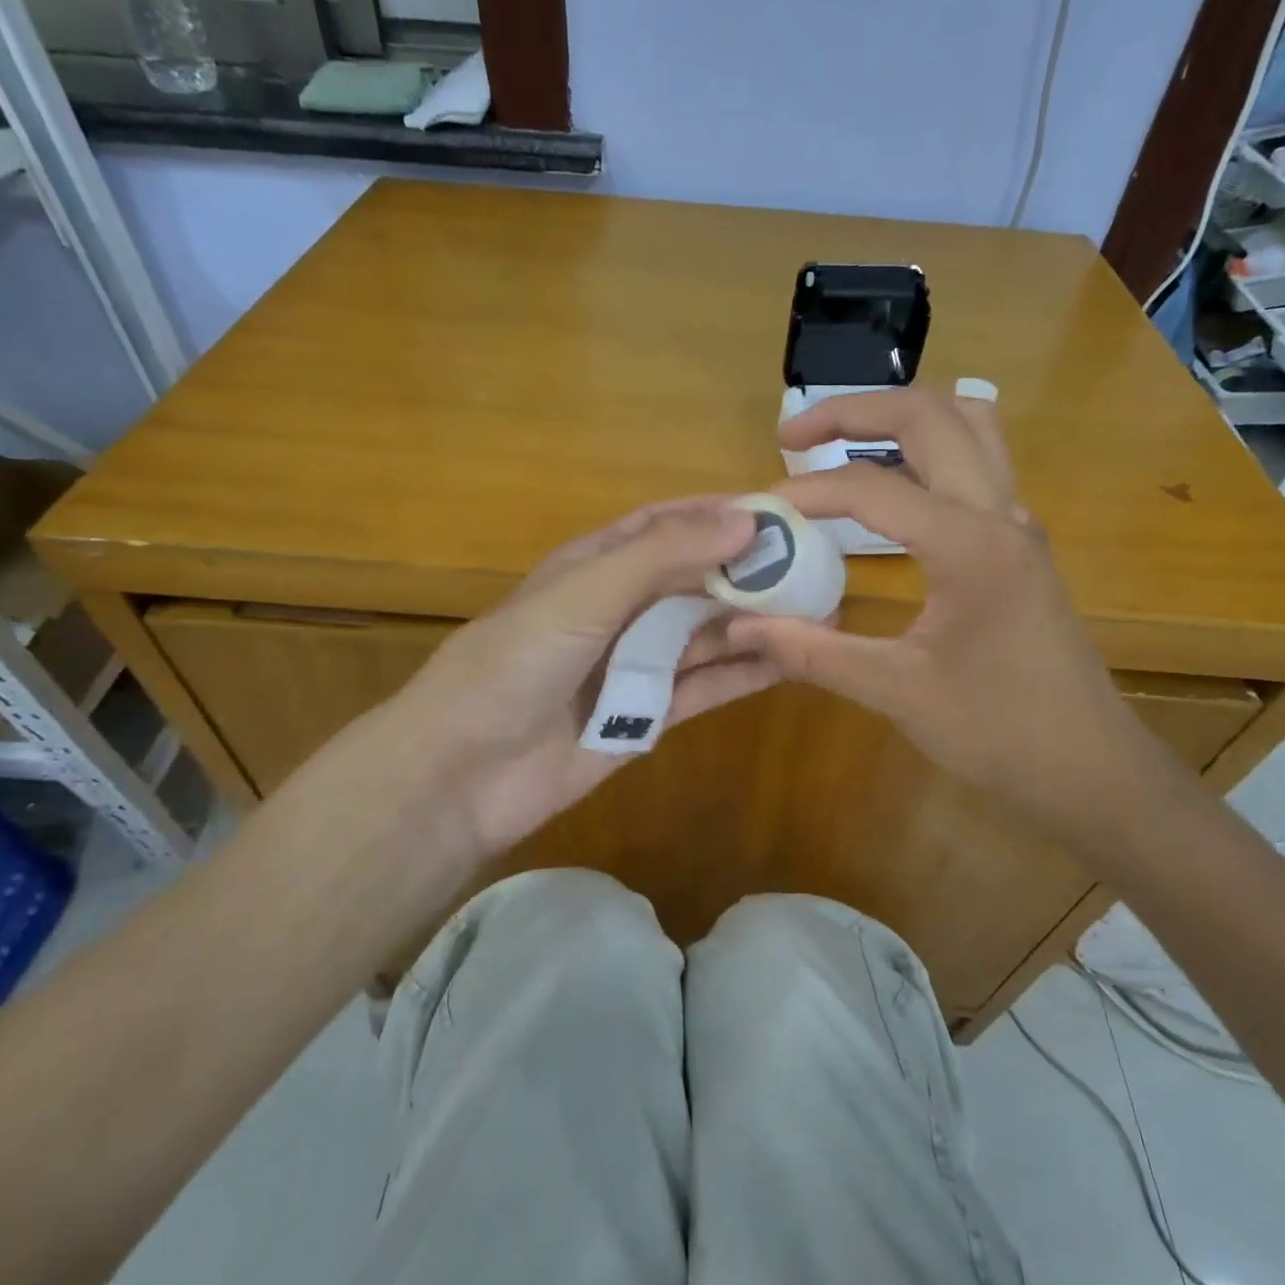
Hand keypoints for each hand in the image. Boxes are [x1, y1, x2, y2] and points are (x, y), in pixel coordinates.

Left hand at [380, 498, 780, 854]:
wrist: (464, 772)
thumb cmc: (516, 663)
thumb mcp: (586, 593)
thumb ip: (663, 555)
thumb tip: (746, 520)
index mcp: (595, 566)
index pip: (665, 525)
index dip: (718, 514)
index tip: (780, 511)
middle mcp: (619, 609)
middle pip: (695, 580)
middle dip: (750, 571)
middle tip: (818, 566)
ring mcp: (634, 665)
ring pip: (706, 634)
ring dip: (756, 621)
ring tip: (821, 611)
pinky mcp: (647, 717)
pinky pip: (704, 686)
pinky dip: (743, 673)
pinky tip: (790, 661)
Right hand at [727, 388, 1171, 853]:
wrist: (1090, 769)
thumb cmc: (998, 732)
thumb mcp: (896, 692)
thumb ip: (812, 652)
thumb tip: (740, 625)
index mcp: (971, 545)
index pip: (872, 488)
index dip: (806, 492)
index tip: (759, 513)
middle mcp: (1000, 513)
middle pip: (929, 415)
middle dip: (854, 410)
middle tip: (792, 436)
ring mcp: (1017, 523)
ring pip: (967, 424)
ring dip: (900, 419)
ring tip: (842, 443)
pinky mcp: (1019, 542)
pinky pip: (976, 462)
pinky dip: (926, 451)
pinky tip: (889, 490)